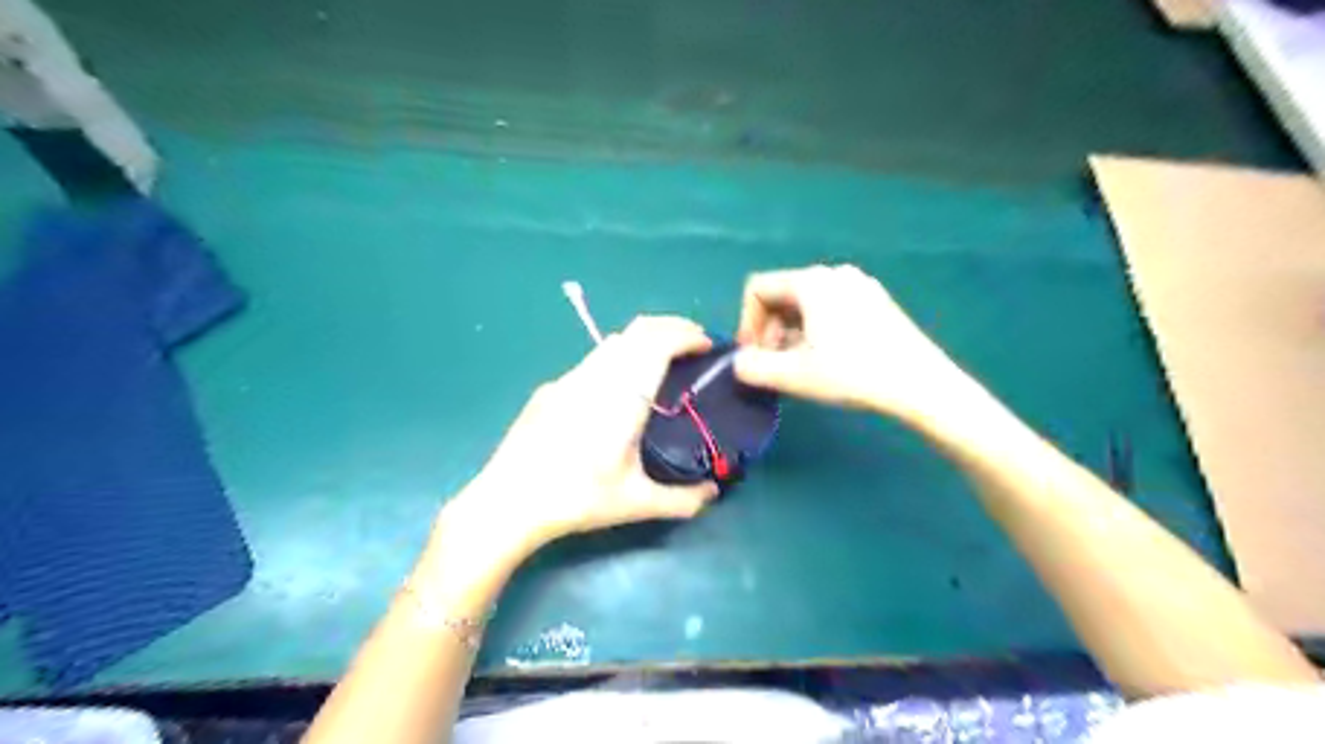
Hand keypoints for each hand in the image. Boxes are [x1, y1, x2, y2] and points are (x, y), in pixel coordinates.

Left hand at [457, 313, 723, 558]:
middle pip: (638, 329)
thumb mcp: (635, 503)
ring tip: (662, 360)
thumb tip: (713, 494)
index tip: (707, 345)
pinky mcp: (551, 388)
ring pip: (614, 341)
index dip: (687, 335)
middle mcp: (597, 376)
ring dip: (644, 340)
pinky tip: (620, 387)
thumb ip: (681, 500)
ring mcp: (570, 378)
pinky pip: (594, 359)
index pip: (659, 343)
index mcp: (623, 397)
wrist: (508, 501)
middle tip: (693, 344)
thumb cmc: (576, 499)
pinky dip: (620, 356)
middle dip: (671, 328)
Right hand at [736, 261, 964, 424]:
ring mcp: (860, 285)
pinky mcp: (877, 301)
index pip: (758, 289)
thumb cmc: (852, 373)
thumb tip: (738, 362)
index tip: (753, 355)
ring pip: (807, 303)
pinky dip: (816, 329)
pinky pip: (831, 307)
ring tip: (800, 366)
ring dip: (791, 333)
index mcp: (811, 281)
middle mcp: (834, 273)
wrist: (920, 383)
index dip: (746, 323)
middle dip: (769, 330)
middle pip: (783, 295)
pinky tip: (828, 359)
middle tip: (775, 364)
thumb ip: (752, 367)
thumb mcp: (793, 375)